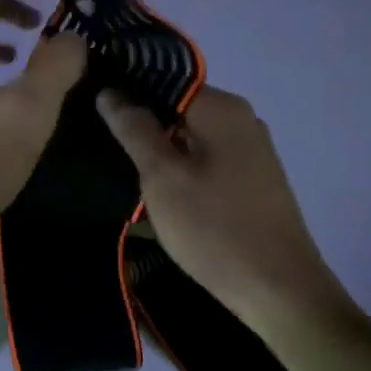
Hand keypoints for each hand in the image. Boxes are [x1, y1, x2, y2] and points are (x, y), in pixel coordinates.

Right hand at [98, 87, 351, 333]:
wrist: (278, 289)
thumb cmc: (214, 228)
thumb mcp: (162, 177)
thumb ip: (134, 129)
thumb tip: (111, 92)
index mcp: (222, 108)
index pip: (164, 80)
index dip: (126, 93)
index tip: (92, 113)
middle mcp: (241, 120)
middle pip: (177, 109)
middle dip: (141, 127)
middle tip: (101, 149)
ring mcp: (251, 152)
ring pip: (189, 139)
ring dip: (158, 154)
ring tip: (123, 175)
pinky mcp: (252, 181)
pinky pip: (205, 163)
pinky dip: (180, 173)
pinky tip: (157, 197)